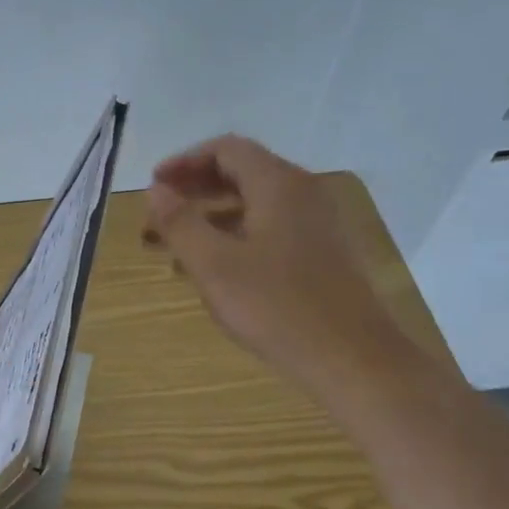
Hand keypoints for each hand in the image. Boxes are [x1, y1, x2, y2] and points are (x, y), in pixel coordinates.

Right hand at [145, 135, 408, 397]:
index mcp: (278, 184)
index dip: (184, 161)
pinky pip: (271, 227)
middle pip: (242, 172)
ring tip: (177, 243)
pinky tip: (215, 268)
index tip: (155, 185)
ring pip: (255, 202)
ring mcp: (317, 223)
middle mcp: (302, 192)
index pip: (226, 149)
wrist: (354, 359)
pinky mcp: (322, 252)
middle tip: (160, 212)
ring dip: (213, 214)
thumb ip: (180, 223)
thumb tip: (156, 190)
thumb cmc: (277, 307)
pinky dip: (237, 234)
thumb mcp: (214, 266)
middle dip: (195, 188)